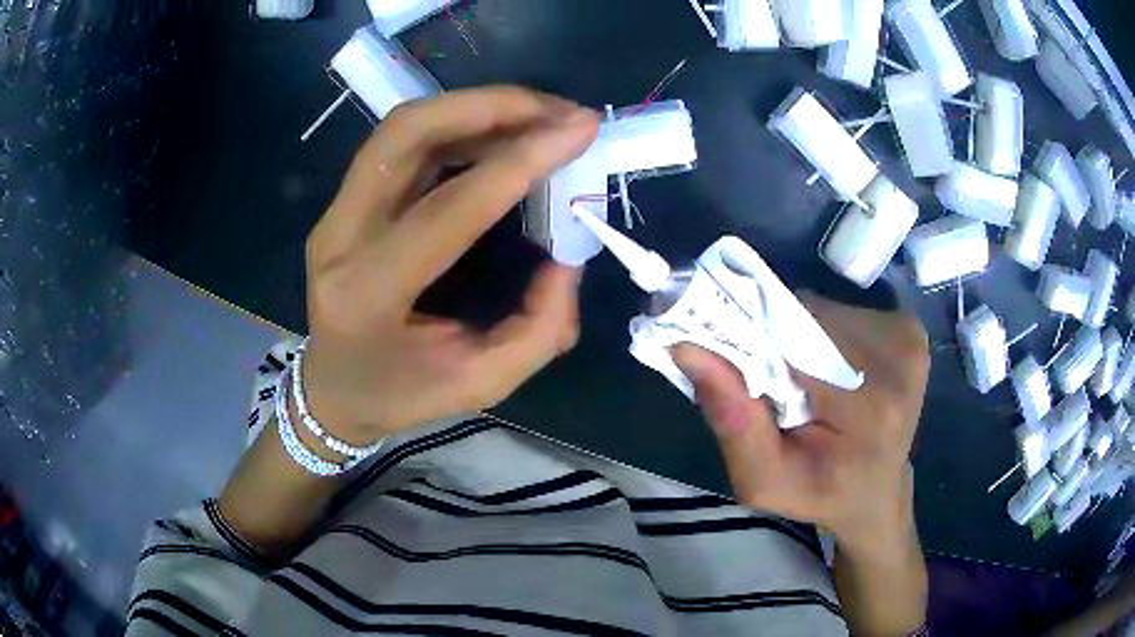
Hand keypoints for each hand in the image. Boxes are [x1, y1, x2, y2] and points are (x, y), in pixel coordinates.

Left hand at [301, 87, 599, 445]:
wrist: (331, 388)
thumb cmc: (399, 394)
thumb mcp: (479, 384)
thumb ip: (536, 328)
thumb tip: (568, 257)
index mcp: (369, 294)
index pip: (448, 210)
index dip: (519, 163)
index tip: (579, 131)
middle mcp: (340, 238)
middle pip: (406, 135)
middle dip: (489, 106)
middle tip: (556, 110)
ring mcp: (334, 212)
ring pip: (402, 127)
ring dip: (476, 107)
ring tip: (539, 114)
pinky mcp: (343, 200)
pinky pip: (402, 142)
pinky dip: (458, 124)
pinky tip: (500, 132)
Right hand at [672, 293, 929, 549]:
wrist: (878, 494)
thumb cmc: (822, 494)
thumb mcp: (764, 479)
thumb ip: (732, 420)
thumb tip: (687, 346)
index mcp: (872, 405)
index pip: (793, 337)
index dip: (752, 341)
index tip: (728, 363)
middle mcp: (899, 355)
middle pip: (808, 315)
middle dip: (777, 342)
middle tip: (768, 383)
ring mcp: (908, 336)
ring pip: (822, 308)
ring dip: (798, 336)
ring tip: (800, 381)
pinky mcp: (908, 328)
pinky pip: (843, 311)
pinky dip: (822, 334)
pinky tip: (827, 371)